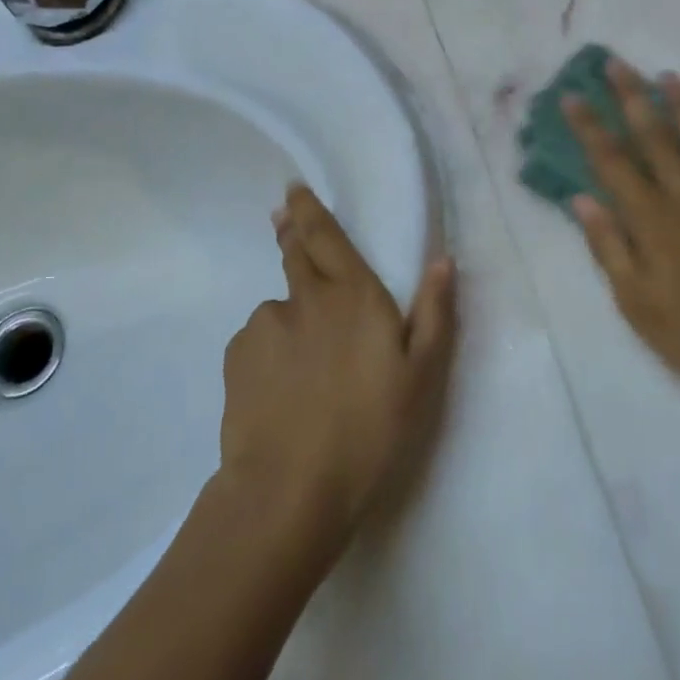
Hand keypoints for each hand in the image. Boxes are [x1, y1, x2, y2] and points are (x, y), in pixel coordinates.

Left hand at [218, 184, 456, 544]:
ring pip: (280, 309)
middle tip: (282, 216)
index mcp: (353, 295)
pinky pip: (257, 343)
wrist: (289, 490)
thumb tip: (443, 260)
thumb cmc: (369, 430)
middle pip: (295, 253)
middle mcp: (306, 297)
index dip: (310, 209)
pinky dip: (268, 354)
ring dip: (289, 319)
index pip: (327, 236)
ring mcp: (266, 324)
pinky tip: (278, 391)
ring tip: (302, 369)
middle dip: (290, 231)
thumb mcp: (422, 378)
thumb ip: (435, 314)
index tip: (294, 188)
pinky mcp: (236, 356)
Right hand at [565, 61, 679, 412]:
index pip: (612, 161)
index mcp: (653, 218)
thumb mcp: (637, 303)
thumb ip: (609, 246)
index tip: (572, 96)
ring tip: (669, 77)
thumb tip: (581, 199)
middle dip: (632, 96)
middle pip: (656, 135)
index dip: (590, 126)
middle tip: (617, 63)